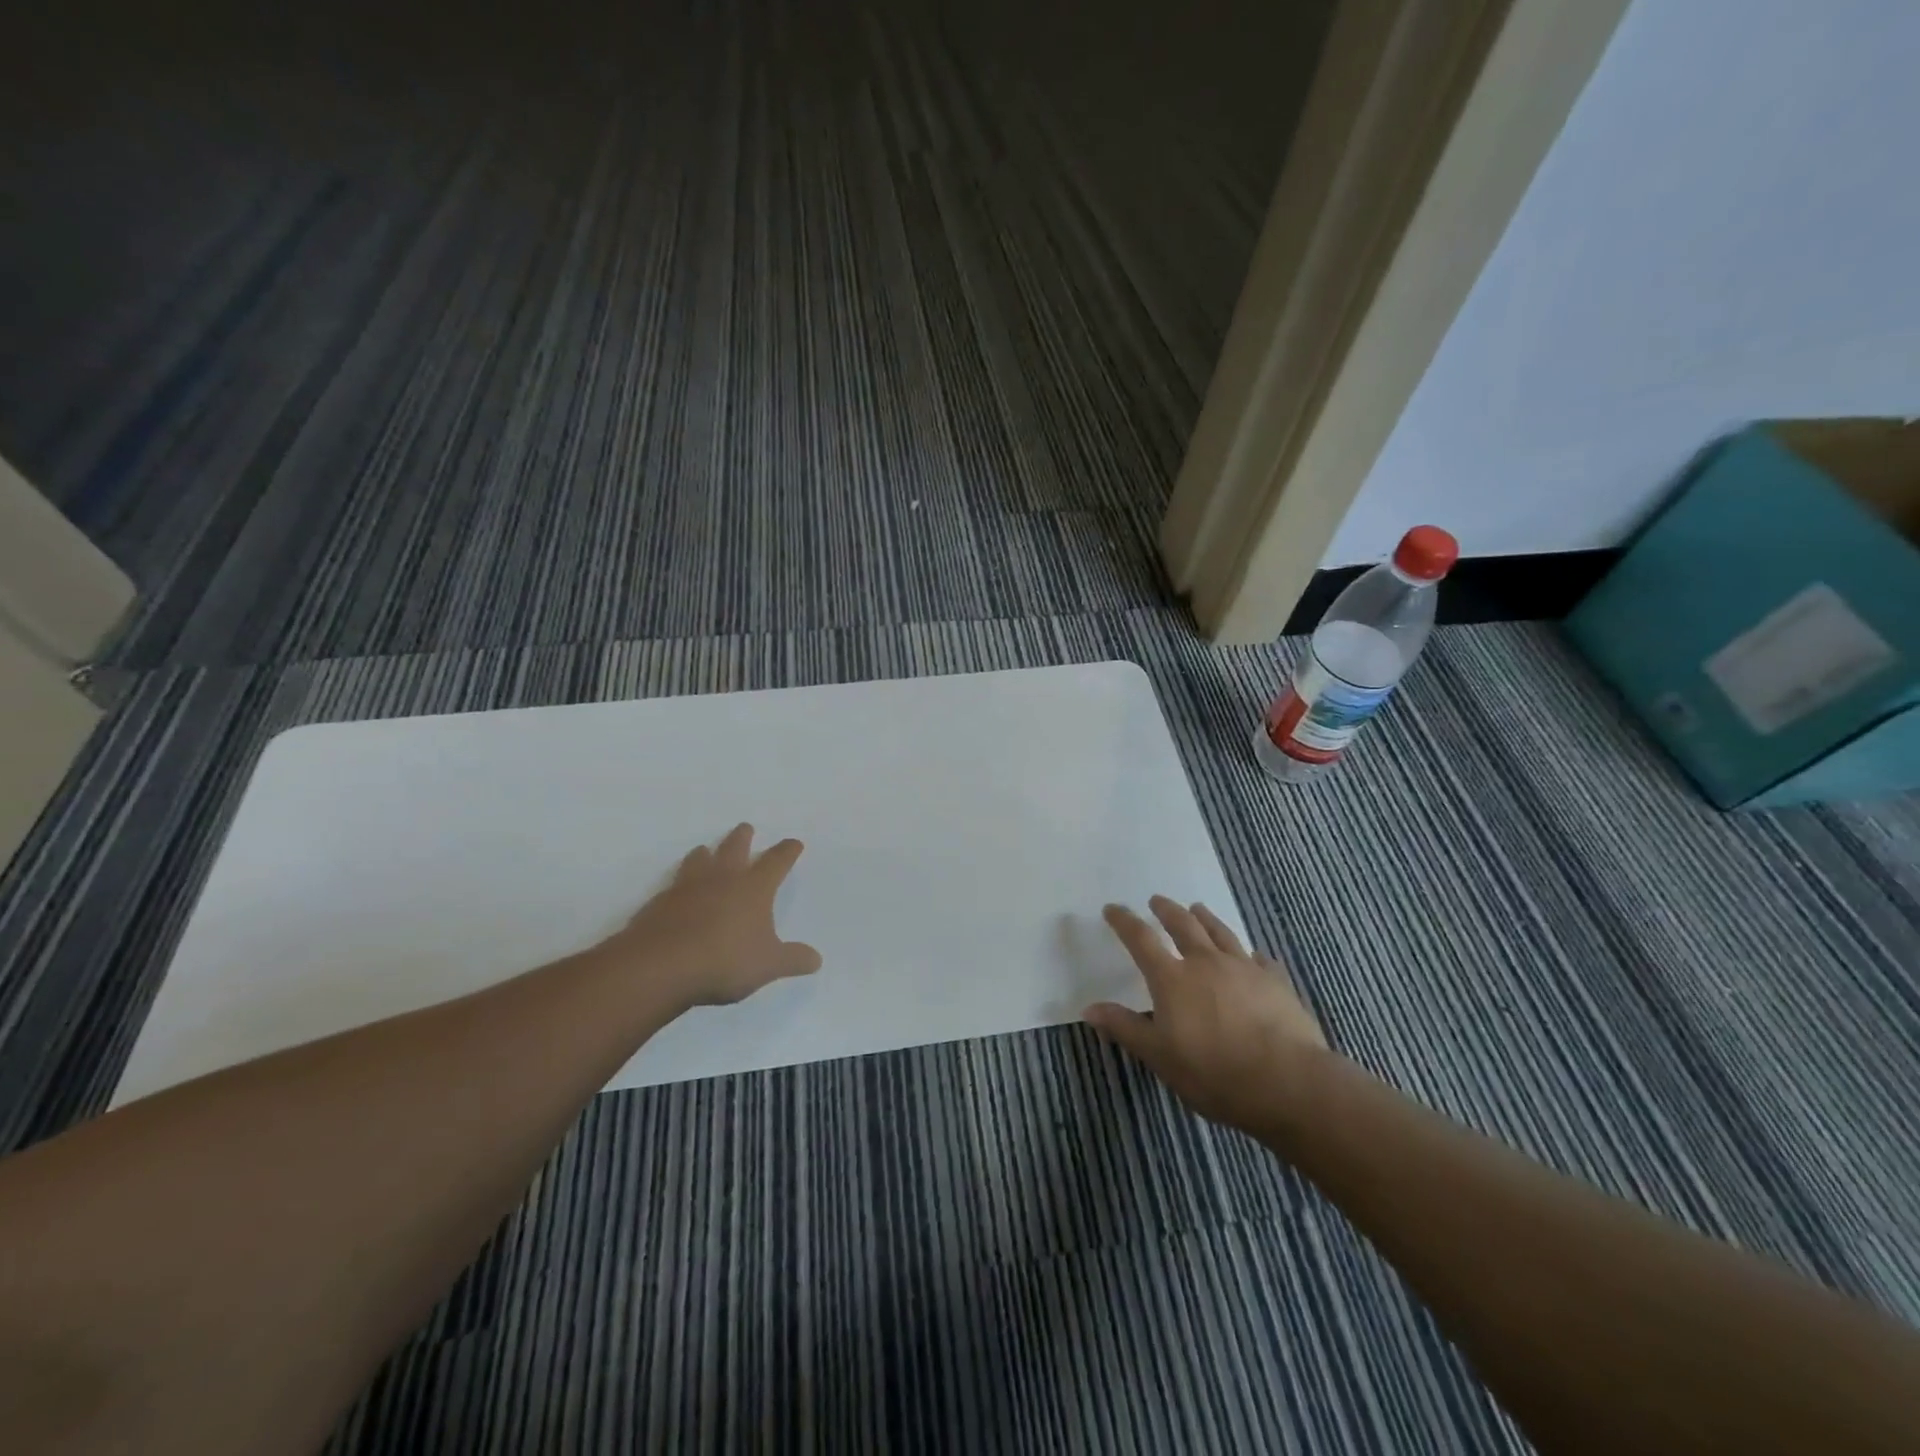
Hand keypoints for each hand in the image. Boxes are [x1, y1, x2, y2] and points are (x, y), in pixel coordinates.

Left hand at [597, 824, 822, 1009]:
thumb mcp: (768, 965)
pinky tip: (677, 892)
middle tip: (745, 827)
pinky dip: (680, 883)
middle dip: (742, 837)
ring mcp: (687, 887)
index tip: (794, 843)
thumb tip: (816, 959)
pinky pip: (673, 884)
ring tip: (705, 850)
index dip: (787, 851)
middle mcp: (722, 879)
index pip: (776, 861)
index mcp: (754, 887)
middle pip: (734, 848)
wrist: (660, 966)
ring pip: (699, 859)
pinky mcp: (659, 902)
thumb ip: (793, 959)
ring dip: (705, 853)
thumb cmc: (724, 960)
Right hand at [1085, 896, 1329, 1135]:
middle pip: (1183, 925)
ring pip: (1221, 933)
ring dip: (1206, 918)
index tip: (1112, 908)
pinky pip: (1260, 960)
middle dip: (1167, 910)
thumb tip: (1089, 1008)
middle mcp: (1206, 962)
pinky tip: (1254, 956)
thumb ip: (1125, 1028)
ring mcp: (1244, 969)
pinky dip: (1251, 955)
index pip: (1141, 940)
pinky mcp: (1276, 982)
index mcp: (1172, 978)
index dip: (1124, 922)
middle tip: (1157, 900)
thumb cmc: (1213, 1072)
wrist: (1287, 1082)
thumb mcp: (1159, 1056)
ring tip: (1198, 908)